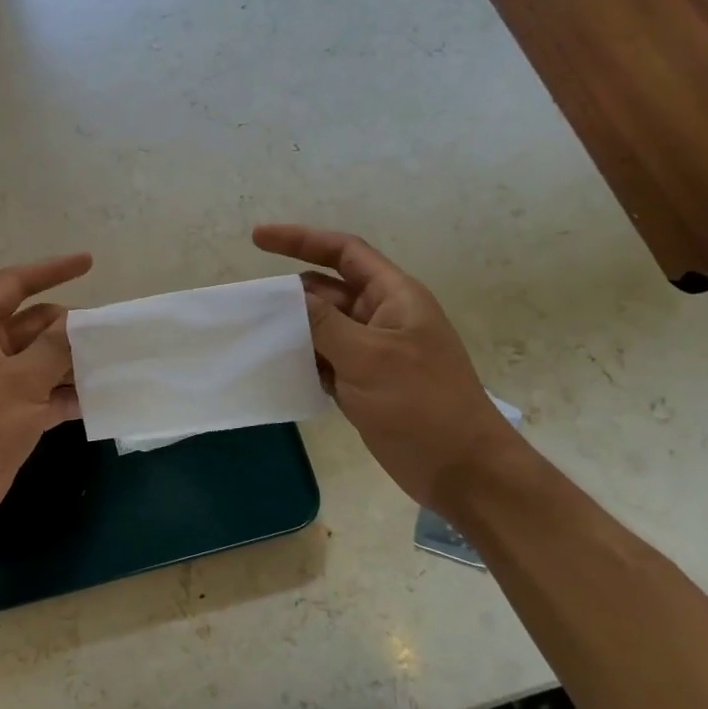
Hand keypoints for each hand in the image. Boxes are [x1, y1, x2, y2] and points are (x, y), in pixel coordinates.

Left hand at [0, 253, 92, 551]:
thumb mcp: (18, 382)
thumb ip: (53, 348)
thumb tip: (79, 322)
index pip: (13, 284)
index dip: (51, 270)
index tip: (90, 263)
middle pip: (33, 325)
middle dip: (70, 327)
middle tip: (114, 332)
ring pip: (41, 362)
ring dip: (73, 363)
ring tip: (117, 362)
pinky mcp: (7, 418)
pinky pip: (44, 395)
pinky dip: (68, 396)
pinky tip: (101, 399)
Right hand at [253, 224, 517, 507]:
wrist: (460, 469)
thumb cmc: (421, 404)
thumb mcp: (368, 357)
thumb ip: (324, 323)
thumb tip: (289, 296)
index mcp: (394, 297)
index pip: (344, 252)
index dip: (301, 239)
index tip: (257, 239)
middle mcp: (383, 317)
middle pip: (328, 290)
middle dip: (291, 292)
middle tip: (247, 302)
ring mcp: (373, 353)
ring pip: (324, 327)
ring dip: (293, 328)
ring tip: (251, 332)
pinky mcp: (364, 384)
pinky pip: (325, 360)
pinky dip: (303, 360)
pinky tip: (275, 367)